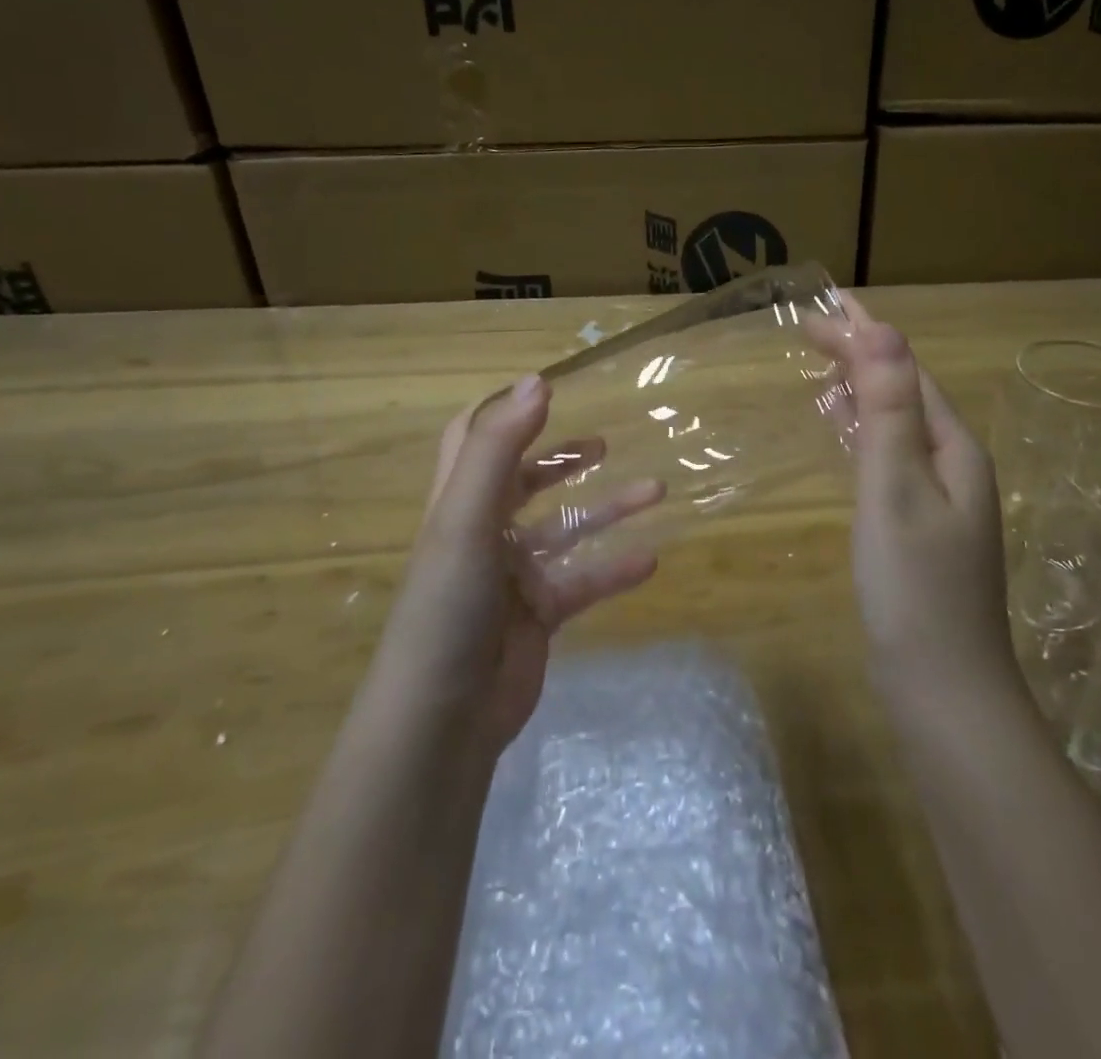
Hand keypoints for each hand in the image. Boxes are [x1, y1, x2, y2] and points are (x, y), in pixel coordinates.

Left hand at [369, 374, 665, 755]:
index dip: (502, 414)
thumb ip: (500, 449)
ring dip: (607, 509)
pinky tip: (652, 559)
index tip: (547, 391)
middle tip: (604, 444)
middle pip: (524, 480)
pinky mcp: (539, 614)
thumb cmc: (448, 605)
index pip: (470, 440)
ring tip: (657, 490)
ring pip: (566, 529)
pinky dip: (615, 568)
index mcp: (459, 501)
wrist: (443, 718)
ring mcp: (512, 575)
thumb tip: (538, 381)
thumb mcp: (467, 518)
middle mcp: (484, 531)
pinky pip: (584, 581)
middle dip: (562, 459)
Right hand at [823, 297, 1017, 696]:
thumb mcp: (895, 488)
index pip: (905, 369)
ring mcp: (941, 499)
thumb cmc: (914, 588)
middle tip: (808, 330)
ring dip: (862, 388)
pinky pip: (890, 456)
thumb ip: (889, 409)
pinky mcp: (921, 526)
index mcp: (953, 447)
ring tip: (823, 366)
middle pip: (905, 390)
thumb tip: (883, 329)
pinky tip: (845, 433)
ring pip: (897, 423)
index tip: (814, 310)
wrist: (944, 691)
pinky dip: (863, 432)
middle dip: (860, 355)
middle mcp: (954, 464)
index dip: (862, 334)